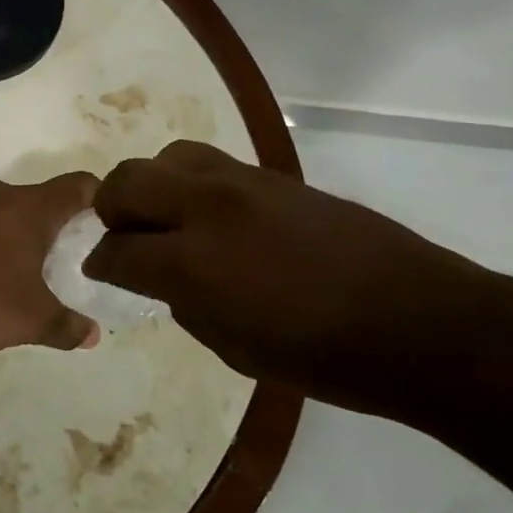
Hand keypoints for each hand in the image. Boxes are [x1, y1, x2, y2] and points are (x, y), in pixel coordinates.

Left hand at [0, 173, 101, 360]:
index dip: (103, 197)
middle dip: (67, 219)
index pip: (80, 184)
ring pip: (16, 208)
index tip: (115, 221)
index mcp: (31, 207)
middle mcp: (3, 196)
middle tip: (85, 250)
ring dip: (32, 229)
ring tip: (47, 263)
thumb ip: (69, 326)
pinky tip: (4, 269)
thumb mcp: (34, 320)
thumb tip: (93, 336)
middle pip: (48, 196)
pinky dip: (4, 237)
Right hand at [83, 141, 500, 418]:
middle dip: (110, 208)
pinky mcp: (274, 174)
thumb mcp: (235, 350)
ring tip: (165, 217)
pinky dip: (193, 183)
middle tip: (120, 235)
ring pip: (170, 156)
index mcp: (193, 262)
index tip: (98, 271)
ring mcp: (243, 182)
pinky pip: (212, 163)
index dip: (100, 263)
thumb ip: (184, 305)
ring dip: (153, 185)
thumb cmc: (321, 356)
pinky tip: (211, 215)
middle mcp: (207, 207)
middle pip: (129, 181)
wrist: (413, 317)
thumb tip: (163, 279)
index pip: (118, 249)